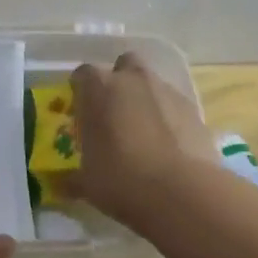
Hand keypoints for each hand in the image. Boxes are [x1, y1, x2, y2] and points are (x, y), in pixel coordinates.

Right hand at [69, 52, 215, 227]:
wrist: (181, 192)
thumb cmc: (121, 180)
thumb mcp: (87, 183)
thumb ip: (72, 177)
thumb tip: (64, 184)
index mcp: (99, 89)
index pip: (83, 74)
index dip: (81, 91)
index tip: (80, 111)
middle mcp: (133, 80)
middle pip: (124, 65)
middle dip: (119, 82)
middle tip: (113, 113)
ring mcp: (167, 91)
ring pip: (152, 84)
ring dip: (145, 100)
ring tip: (142, 134)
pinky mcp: (194, 110)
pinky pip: (174, 106)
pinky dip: (168, 119)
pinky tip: (167, 146)